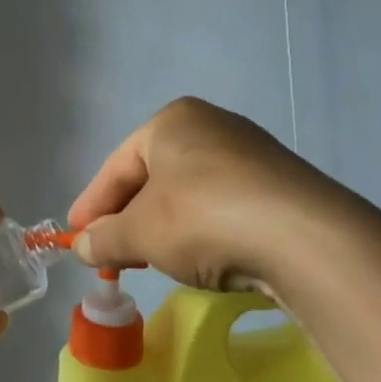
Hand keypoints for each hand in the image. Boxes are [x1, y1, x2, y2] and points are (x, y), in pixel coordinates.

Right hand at [68, 97, 380, 300]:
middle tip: (110, 253)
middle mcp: (212, 126)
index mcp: (172, 121)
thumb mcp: (141, 232)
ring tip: (151, 260)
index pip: (117, 166)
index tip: (75, 238)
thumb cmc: (203, 217)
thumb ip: (105, 238)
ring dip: (164, 227)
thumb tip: (81, 246)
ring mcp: (252, 155)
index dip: (92, 205)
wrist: (306, 239)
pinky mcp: (281, 187)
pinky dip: (203, 232)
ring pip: (189, 194)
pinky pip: (224, 207)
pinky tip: (200, 259)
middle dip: (128, 217)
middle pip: (153, 177)